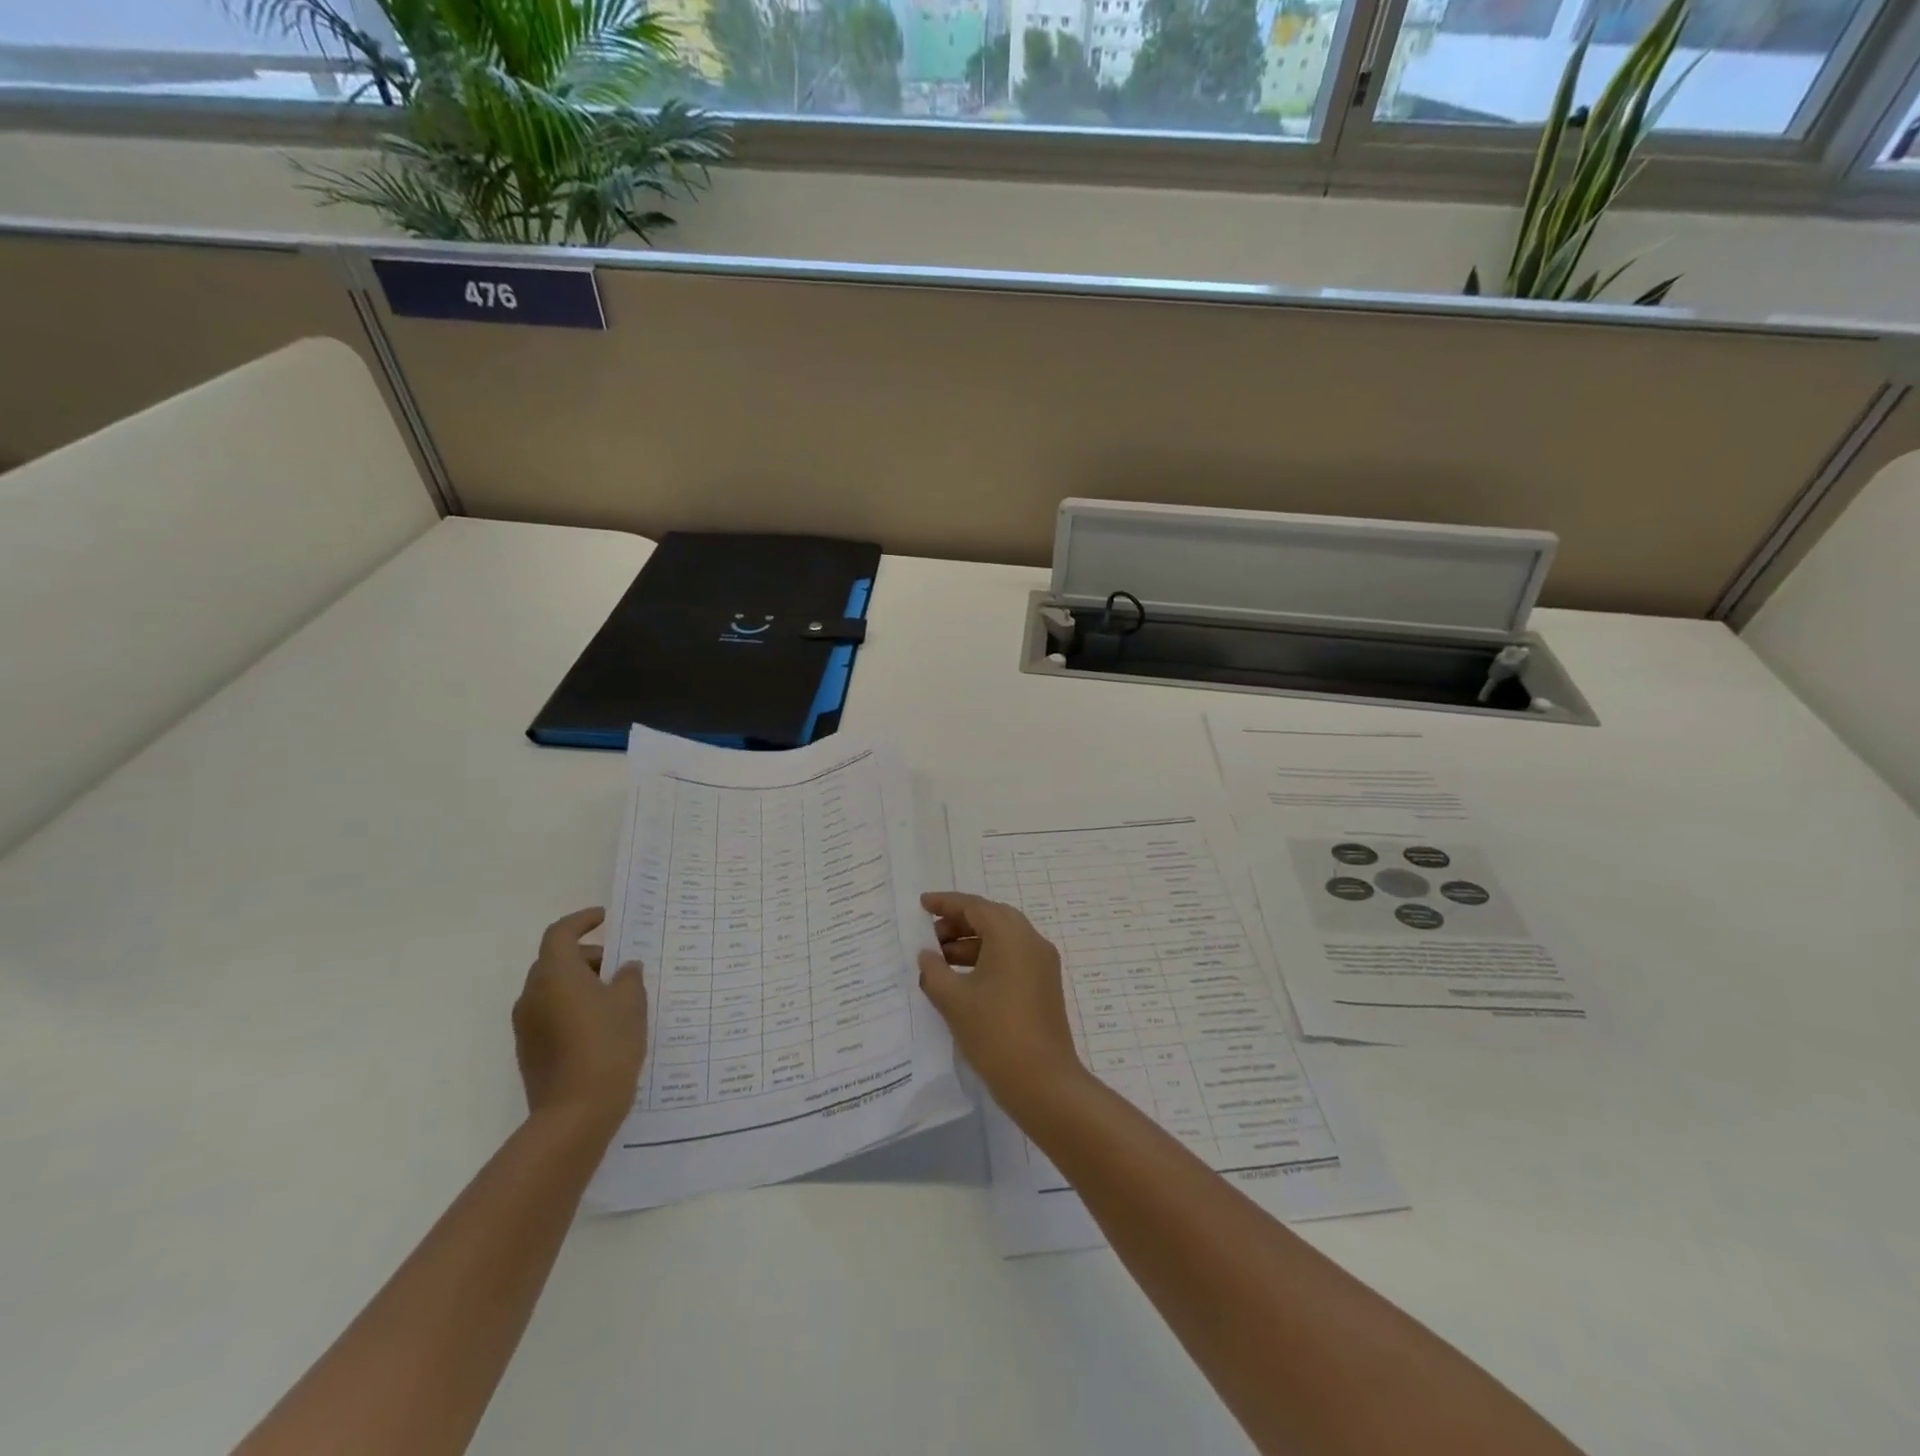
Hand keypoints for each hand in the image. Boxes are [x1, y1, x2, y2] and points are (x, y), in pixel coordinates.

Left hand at [512, 908, 646, 1134]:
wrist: (575, 1114)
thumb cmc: (607, 1046)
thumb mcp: (631, 1004)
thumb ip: (629, 977)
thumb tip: (625, 968)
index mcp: (555, 975)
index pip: (560, 933)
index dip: (581, 921)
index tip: (605, 919)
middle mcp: (532, 995)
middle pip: (555, 961)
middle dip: (586, 956)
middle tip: (619, 965)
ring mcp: (526, 1025)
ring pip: (552, 988)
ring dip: (579, 983)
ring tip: (615, 997)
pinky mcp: (529, 1050)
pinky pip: (550, 1013)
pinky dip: (572, 1006)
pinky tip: (601, 1025)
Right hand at [917, 892, 1087, 1116]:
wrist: (1043, 1081)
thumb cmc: (995, 1032)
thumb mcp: (954, 999)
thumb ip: (934, 970)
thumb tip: (927, 955)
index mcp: (1010, 934)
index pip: (974, 906)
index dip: (945, 903)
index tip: (922, 904)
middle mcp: (1031, 940)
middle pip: (990, 918)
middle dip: (957, 924)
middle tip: (929, 937)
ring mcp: (1042, 963)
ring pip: (1001, 940)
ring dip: (970, 944)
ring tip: (939, 961)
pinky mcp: (1044, 985)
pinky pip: (1012, 958)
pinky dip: (986, 959)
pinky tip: (962, 980)